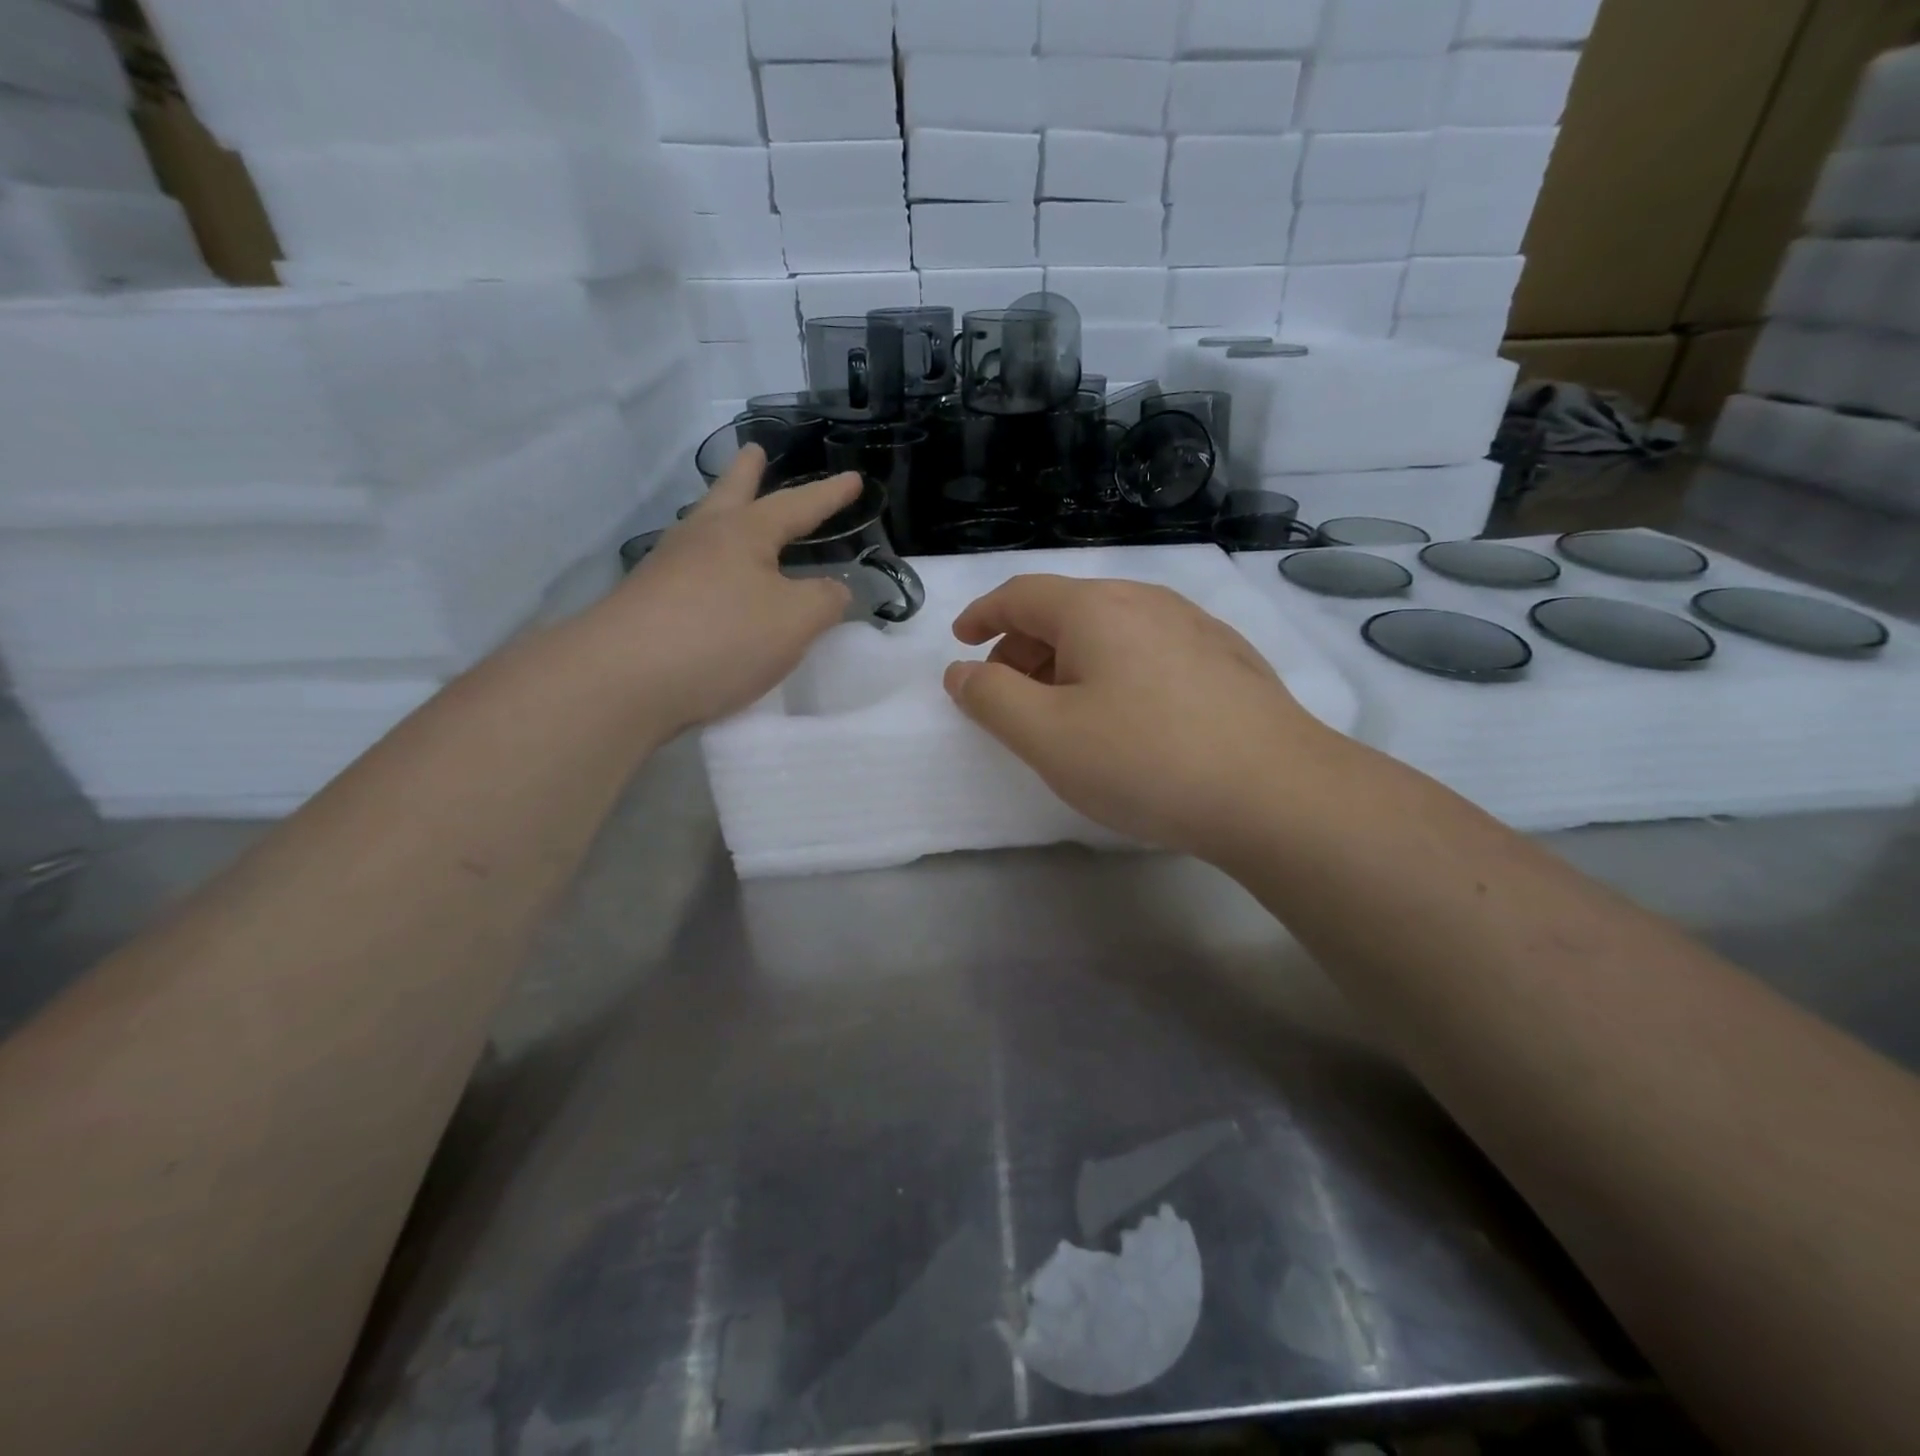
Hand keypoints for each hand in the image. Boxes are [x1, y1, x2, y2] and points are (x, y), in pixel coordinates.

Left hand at [599, 446, 859, 734]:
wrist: (624, 679)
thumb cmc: (722, 636)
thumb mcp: (795, 620)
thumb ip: (825, 601)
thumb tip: (835, 589)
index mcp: (743, 533)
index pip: (797, 506)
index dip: (829, 495)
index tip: (855, 479)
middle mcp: (702, 540)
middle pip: (730, 494)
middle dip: (748, 473)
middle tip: (755, 451)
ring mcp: (668, 570)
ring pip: (702, 529)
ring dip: (720, 513)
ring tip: (731, 512)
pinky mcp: (648, 604)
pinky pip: (689, 570)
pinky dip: (708, 563)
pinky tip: (711, 581)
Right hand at [943, 575, 1338, 859]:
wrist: (1276, 792)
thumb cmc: (1145, 759)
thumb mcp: (1046, 736)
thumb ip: (990, 698)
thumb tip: (962, 671)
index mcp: (1095, 607)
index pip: (1020, 594)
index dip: (982, 614)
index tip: (961, 641)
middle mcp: (1146, 601)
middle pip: (1065, 610)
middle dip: (1022, 647)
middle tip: (1006, 694)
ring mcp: (1194, 626)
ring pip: (1110, 630)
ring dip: (1068, 661)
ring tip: (1062, 710)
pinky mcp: (1226, 659)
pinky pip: (1148, 650)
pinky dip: (1113, 671)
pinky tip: (1127, 716)